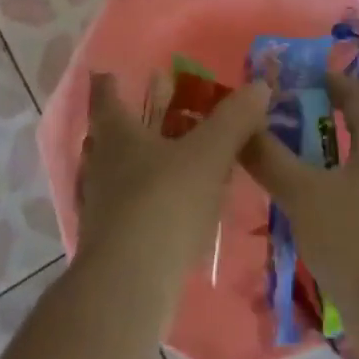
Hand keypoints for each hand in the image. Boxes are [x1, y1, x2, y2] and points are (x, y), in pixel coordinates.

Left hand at [75, 71, 267, 307]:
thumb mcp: (208, 155)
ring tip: (168, 160)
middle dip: (130, 122)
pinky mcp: (108, 243)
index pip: (105, 97)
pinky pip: (125, 208)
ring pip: (115, 173)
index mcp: (117, 134)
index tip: (109, 72)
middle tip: (155, 113)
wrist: (129, 286)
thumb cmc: (164, 203)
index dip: (108, 83)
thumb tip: (259, 85)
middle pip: (109, 135)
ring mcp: (99, 206)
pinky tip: (168, 211)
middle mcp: (100, 165)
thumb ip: (233, 120)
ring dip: (137, 163)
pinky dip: (143, 201)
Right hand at [241, 71, 358, 320]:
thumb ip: (268, 155)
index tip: (277, 81)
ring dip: (313, 149)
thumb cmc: (353, 239)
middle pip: (348, 119)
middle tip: (269, 116)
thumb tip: (240, 124)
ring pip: (348, 153)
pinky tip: (295, 191)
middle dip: (308, 115)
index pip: (348, 89)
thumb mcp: (301, 192)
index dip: (313, 79)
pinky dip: (324, 176)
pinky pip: (352, 181)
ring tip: (274, 151)